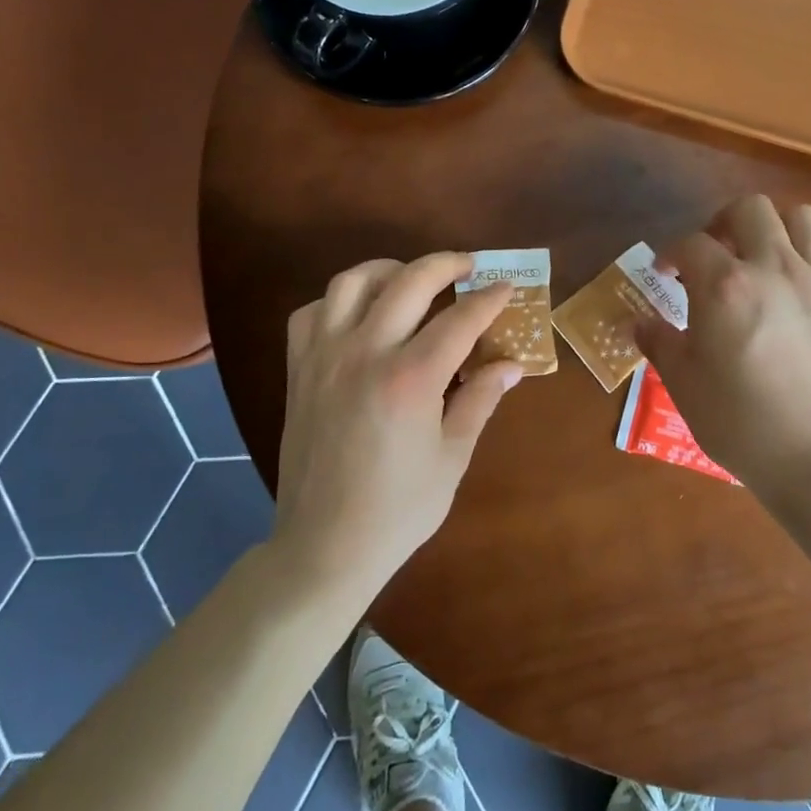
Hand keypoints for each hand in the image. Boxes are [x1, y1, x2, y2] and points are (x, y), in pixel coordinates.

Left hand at [274, 253, 521, 597]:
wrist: (325, 545)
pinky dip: (339, 300)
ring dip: (388, 270)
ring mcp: (325, 358)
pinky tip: (360, 314)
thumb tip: (510, 365)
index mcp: (410, 379)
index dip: (489, 299)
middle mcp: (364, 354)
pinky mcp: (299, 370)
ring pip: (352, 282)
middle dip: (445, 264)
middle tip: (468, 267)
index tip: (508, 286)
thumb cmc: (399, 509)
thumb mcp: (452, 457)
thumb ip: (480, 400)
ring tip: (412, 278)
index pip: (460, 319)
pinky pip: (312, 312)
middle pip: (408, 281)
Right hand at [634, 195, 810, 499]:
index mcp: (725, 287)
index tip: (665, 274)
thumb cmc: (742, 423)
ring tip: (759, 256)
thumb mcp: (684, 385)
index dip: (671, 255)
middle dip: (721, 223)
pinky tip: (794, 286)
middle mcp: (773, 268)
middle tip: (713, 254)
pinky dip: (805, 255)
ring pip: (800, 217)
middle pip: (748, 210)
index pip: (691, 244)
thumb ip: (660, 343)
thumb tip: (640, 323)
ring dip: (772, 228)